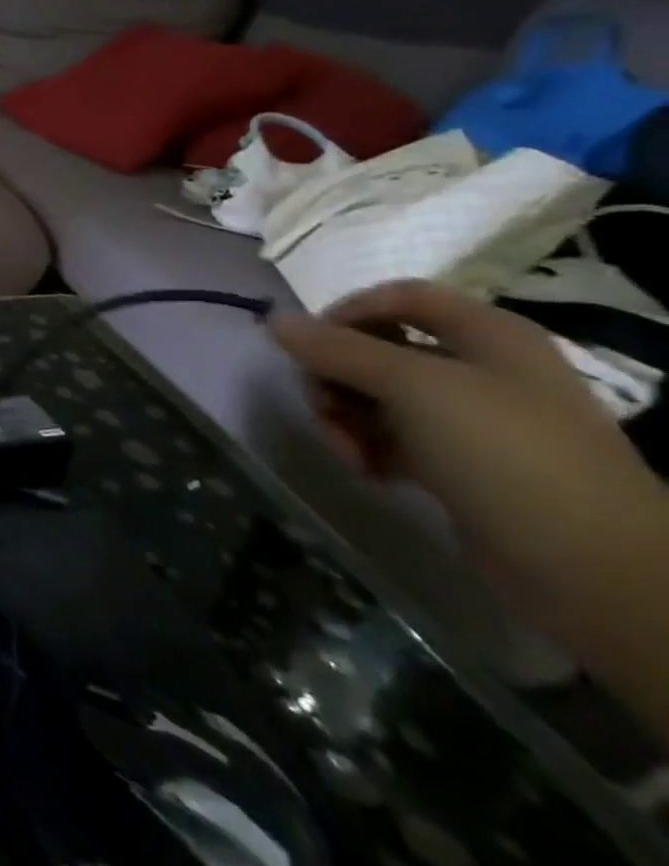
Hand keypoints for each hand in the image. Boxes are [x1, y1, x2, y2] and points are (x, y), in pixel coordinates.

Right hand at [269, 282, 660, 592]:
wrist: (591, 568)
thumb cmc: (502, 451)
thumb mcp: (410, 386)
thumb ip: (335, 348)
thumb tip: (274, 319)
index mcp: (486, 334)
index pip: (397, 297)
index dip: (346, 312)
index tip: (308, 346)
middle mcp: (481, 368)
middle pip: (379, 349)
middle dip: (337, 378)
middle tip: (321, 408)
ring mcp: (475, 420)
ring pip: (380, 398)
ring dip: (347, 419)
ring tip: (348, 453)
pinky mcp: (465, 465)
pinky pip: (396, 438)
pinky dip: (371, 449)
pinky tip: (369, 472)